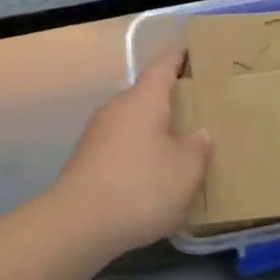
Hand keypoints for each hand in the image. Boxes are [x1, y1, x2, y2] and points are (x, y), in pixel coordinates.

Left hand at [47, 53, 211, 258]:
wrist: (79, 223)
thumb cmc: (140, 187)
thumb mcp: (185, 170)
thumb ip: (197, 147)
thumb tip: (199, 133)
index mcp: (143, 100)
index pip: (163, 66)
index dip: (181, 59)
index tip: (196, 56)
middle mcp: (117, 108)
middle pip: (147, 95)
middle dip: (171, 101)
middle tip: (200, 111)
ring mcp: (97, 133)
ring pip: (133, 122)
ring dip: (154, 130)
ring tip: (180, 146)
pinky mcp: (88, 159)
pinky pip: (122, 145)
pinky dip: (139, 152)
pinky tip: (152, 175)